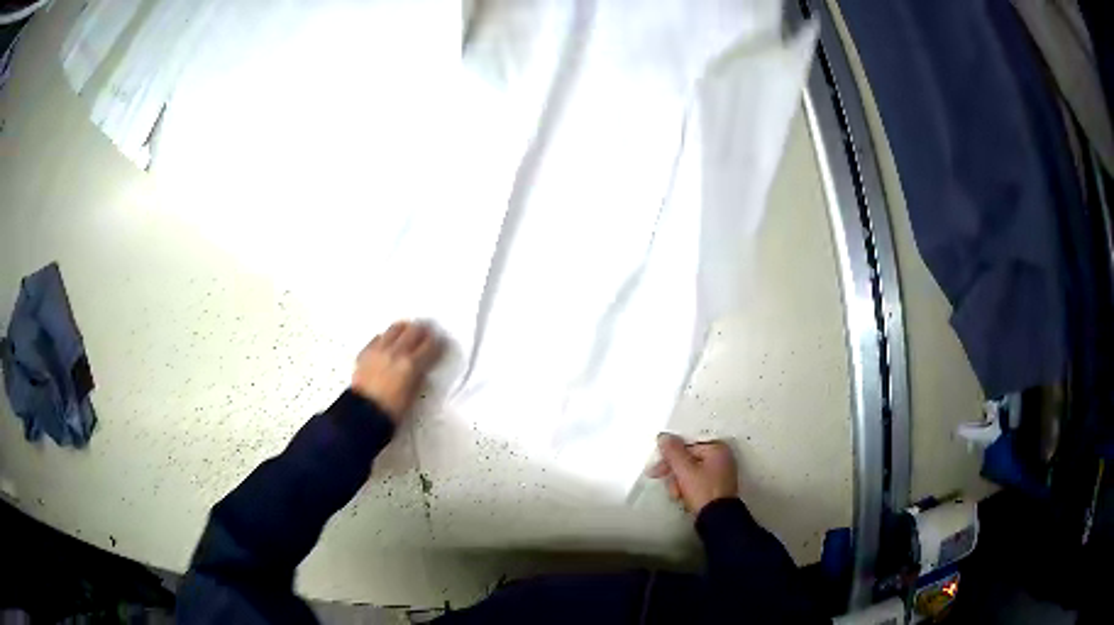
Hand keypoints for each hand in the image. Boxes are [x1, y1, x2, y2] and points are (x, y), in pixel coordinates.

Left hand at [351, 321, 441, 422]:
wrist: (363, 414)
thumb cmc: (391, 411)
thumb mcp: (413, 395)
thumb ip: (418, 377)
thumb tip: (421, 368)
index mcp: (411, 365)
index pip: (430, 345)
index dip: (437, 342)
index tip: (439, 342)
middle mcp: (395, 352)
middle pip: (413, 330)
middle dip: (422, 330)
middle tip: (426, 332)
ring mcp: (379, 350)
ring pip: (394, 328)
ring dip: (404, 328)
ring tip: (407, 331)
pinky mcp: (365, 352)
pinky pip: (378, 337)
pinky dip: (385, 337)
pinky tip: (387, 342)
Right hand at [647, 433, 738, 514]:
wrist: (717, 519)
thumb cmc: (703, 491)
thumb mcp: (685, 471)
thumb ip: (673, 452)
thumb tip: (664, 436)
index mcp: (717, 449)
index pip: (687, 446)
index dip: (670, 456)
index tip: (657, 468)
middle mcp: (721, 458)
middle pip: (689, 459)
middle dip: (675, 473)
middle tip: (664, 482)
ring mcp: (720, 473)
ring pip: (690, 472)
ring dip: (679, 483)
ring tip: (677, 495)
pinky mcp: (716, 487)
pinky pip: (697, 481)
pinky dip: (687, 488)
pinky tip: (683, 498)